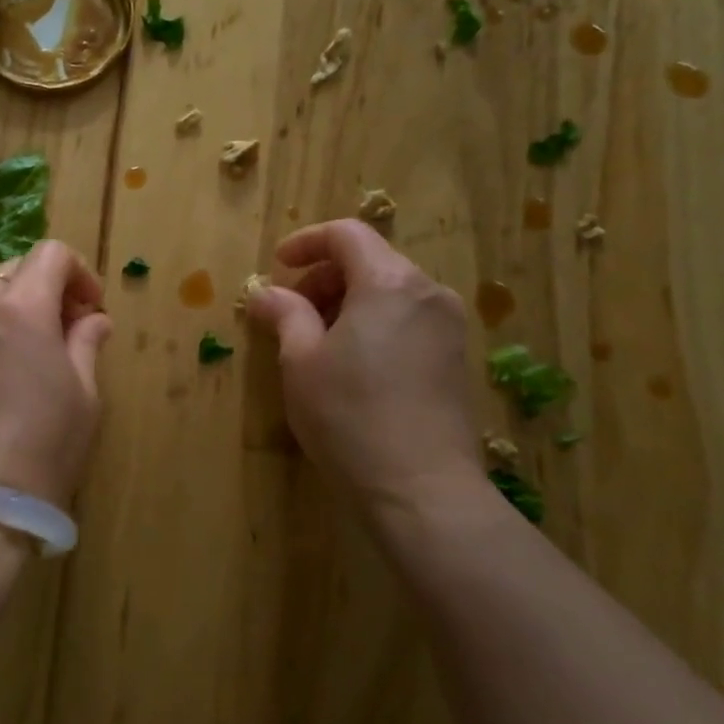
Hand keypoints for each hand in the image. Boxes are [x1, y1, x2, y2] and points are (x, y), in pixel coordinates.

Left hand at [0, 240, 112, 507]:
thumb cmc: (43, 447)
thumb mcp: (84, 397)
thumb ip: (86, 345)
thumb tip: (93, 320)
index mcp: (22, 309)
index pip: (51, 254)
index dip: (78, 272)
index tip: (89, 308)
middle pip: (13, 271)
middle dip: (43, 289)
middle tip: (62, 330)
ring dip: (9, 313)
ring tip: (24, 359)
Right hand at [245, 220, 484, 511]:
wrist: (422, 489)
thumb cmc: (350, 416)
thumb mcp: (301, 362)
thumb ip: (285, 314)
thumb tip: (266, 293)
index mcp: (389, 282)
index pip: (347, 234)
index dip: (306, 242)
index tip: (278, 266)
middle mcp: (428, 292)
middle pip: (371, 260)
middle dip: (325, 275)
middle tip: (291, 310)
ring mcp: (449, 326)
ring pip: (391, 291)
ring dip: (348, 300)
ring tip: (317, 340)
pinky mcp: (457, 358)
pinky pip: (409, 319)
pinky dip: (375, 322)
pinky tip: (353, 363)